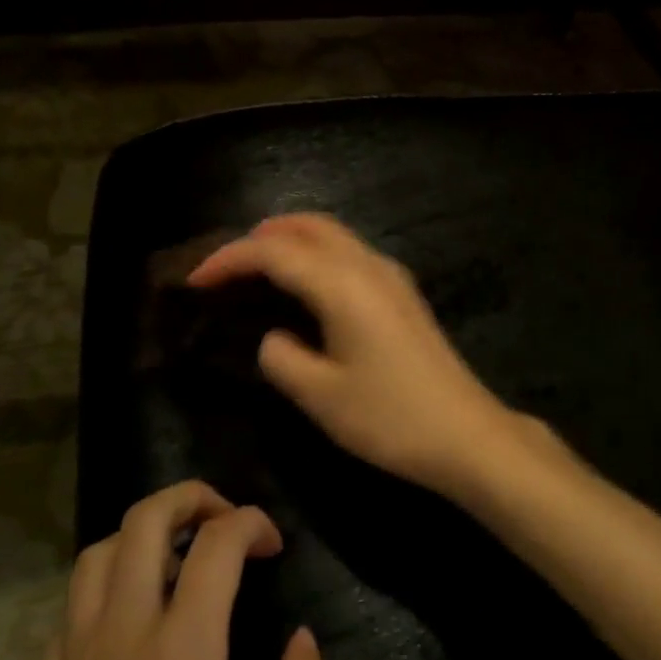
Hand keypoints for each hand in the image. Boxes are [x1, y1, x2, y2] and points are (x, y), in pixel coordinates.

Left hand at [29, 481, 332, 659]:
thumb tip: (300, 641)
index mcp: (181, 656)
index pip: (216, 543)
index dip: (252, 522)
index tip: (274, 545)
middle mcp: (120, 642)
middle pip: (142, 520)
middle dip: (191, 497)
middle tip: (225, 520)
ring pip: (95, 556)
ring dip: (143, 537)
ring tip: (180, 562)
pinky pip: (69, 611)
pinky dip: (107, 588)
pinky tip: (134, 624)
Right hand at [187, 214, 524, 498]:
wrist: (465, 433)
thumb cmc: (390, 417)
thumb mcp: (321, 396)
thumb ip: (282, 358)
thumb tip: (273, 336)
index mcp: (343, 284)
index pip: (275, 252)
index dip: (230, 258)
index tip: (195, 280)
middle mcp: (369, 265)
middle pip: (309, 226)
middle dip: (262, 235)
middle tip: (226, 264)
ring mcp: (392, 276)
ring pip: (334, 235)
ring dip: (292, 239)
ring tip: (257, 266)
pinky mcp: (403, 293)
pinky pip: (351, 253)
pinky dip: (318, 253)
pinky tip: (305, 285)